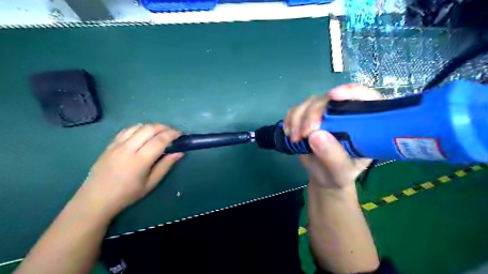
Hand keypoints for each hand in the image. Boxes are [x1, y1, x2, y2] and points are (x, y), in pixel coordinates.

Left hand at [73, 123, 183, 215]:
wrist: (96, 199)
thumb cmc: (127, 194)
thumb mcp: (151, 183)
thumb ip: (165, 166)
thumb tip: (180, 153)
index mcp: (140, 160)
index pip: (159, 140)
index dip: (172, 134)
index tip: (180, 134)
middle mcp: (128, 149)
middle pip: (149, 129)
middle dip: (164, 127)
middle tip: (172, 132)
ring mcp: (117, 145)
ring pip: (138, 126)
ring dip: (152, 126)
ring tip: (160, 132)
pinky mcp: (110, 144)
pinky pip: (127, 129)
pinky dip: (139, 127)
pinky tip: (144, 133)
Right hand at [285, 85, 382, 188]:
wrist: (324, 177)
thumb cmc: (338, 174)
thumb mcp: (341, 171)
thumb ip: (333, 156)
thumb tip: (315, 134)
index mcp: (363, 124)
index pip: (364, 98)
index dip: (350, 91)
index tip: (333, 96)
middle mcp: (344, 113)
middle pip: (329, 100)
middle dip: (313, 113)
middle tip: (304, 134)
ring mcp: (325, 114)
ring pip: (310, 102)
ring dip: (298, 117)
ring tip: (294, 138)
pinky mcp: (308, 117)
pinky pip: (296, 109)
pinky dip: (289, 118)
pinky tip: (287, 132)